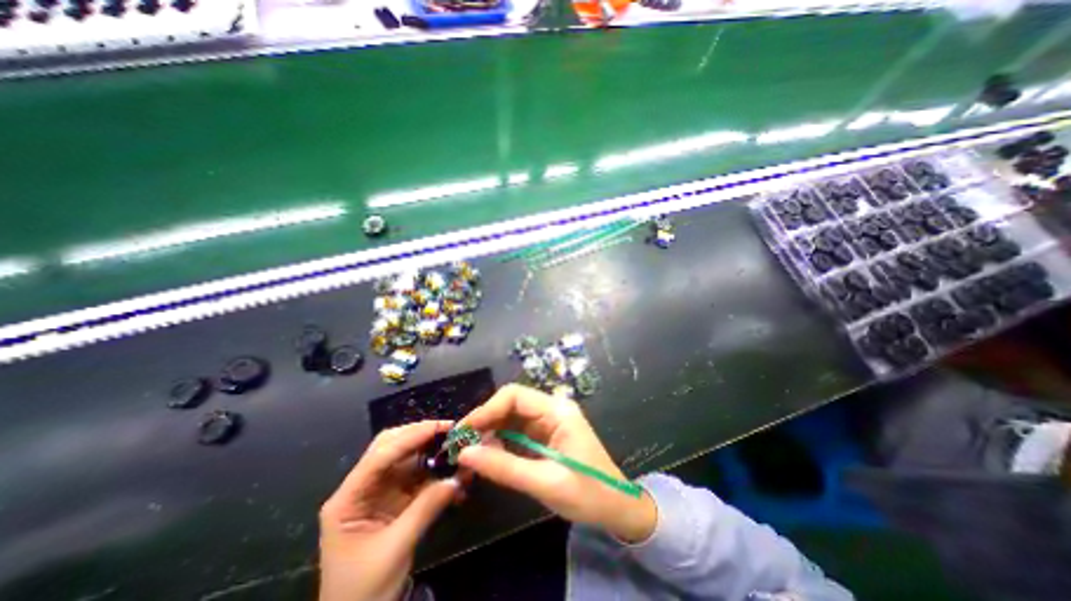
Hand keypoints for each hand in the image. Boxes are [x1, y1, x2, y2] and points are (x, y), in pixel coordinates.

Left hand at [316, 419, 459, 600]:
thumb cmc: (363, 591)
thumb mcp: (395, 549)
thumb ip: (426, 508)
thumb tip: (457, 478)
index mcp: (348, 498)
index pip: (380, 456)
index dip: (411, 437)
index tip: (441, 427)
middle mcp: (362, 487)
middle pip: (389, 447)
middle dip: (419, 435)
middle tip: (448, 431)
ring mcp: (378, 491)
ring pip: (406, 457)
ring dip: (431, 451)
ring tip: (455, 447)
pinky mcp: (394, 498)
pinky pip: (417, 475)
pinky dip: (435, 471)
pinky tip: (453, 473)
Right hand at [455, 385, 657, 544]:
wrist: (618, 507)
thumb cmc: (589, 494)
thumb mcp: (545, 483)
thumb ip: (505, 467)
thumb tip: (466, 453)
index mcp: (558, 411)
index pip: (515, 396)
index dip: (487, 409)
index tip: (464, 431)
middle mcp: (552, 409)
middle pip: (511, 403)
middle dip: (485, 420)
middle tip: (462, 444)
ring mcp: (549, 421)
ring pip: (511, 417)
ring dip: (490, 431)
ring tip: (469, 451)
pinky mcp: (545, 435)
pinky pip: (517, 431)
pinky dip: (500, 441)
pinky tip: (488, 455)